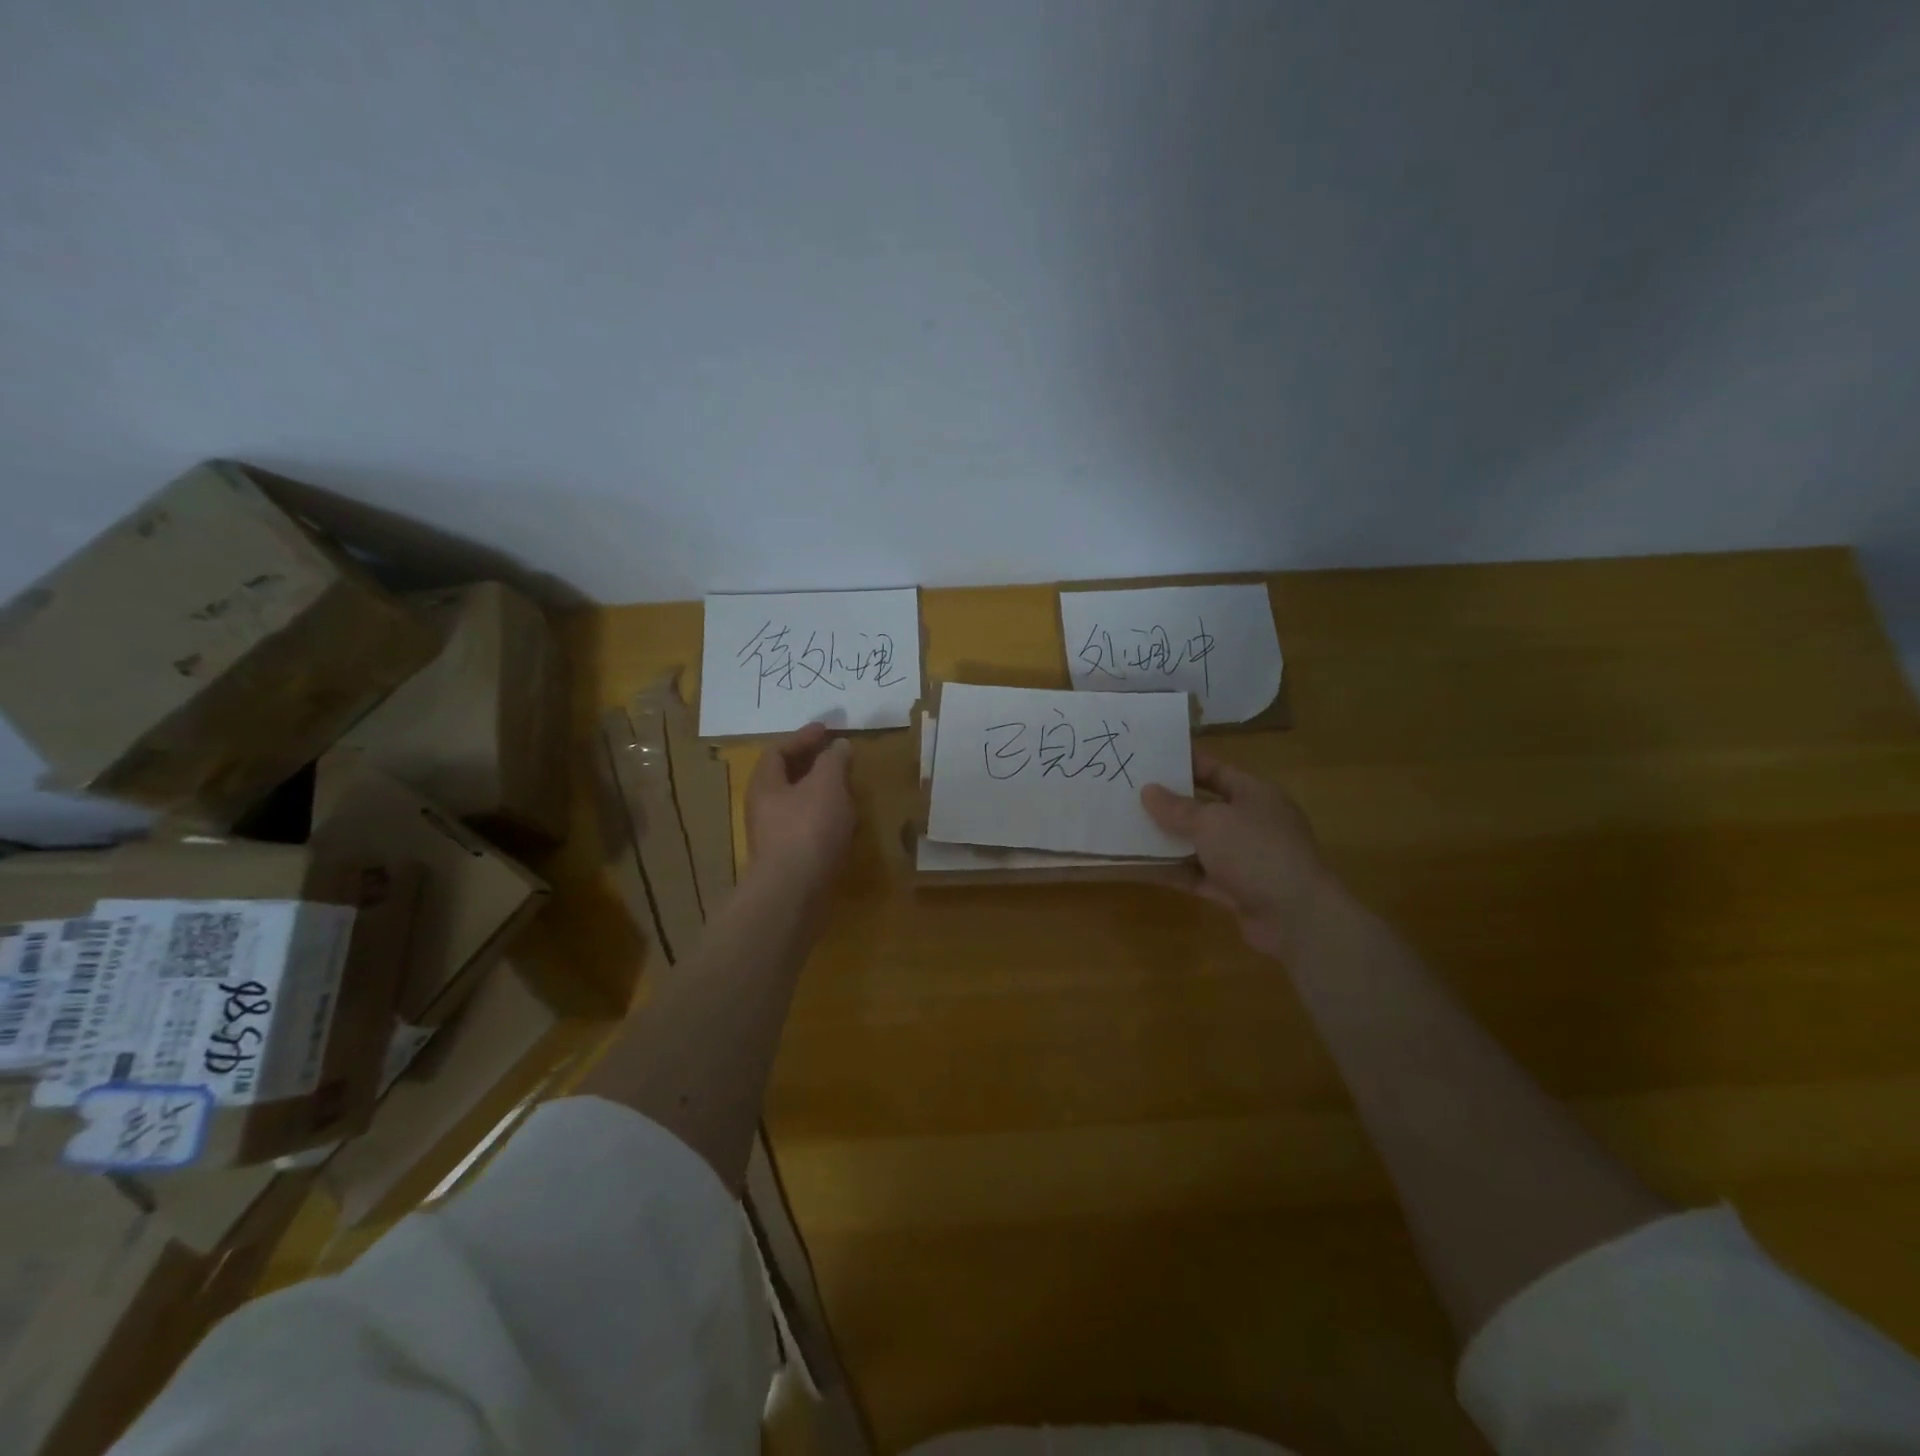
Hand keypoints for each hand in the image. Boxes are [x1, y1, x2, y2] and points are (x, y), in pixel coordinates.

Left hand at [745, 723, 855, 890]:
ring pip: (797, 804)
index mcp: (765, 784)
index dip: (802, 737)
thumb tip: (839, 746)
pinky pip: (805, 827)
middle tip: (836, 756)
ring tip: (845, 788)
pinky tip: (843, 823)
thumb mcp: (827, 784)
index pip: (778, 751)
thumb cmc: (807, 828)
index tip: (826, 729)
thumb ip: (834, 760)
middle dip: (811, 764)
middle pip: (785, 778)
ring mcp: (773, 836)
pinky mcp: (788, 859)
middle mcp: (763, 808)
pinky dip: (824, 817)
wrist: (793, 892)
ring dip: (819, 792)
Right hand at [1141, 752, 1332, 960]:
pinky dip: (1173, 871)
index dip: (1184, 763)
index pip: (1215, 770)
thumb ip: (1176, 808)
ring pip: (1199, 843)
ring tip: (1128, 829)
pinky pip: (1197, 875)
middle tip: (1130, 795)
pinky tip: (1141, 867)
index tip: (1149, 760)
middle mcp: (1251, 822)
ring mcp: (1244, 858)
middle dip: (1170, 804)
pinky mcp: (1235, 889)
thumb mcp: (1211, 822)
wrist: (1296, 917)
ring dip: (1168, 840)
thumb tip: (1148, 791)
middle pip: (1205, 807)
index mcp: (1254, 794)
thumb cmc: (1256, 852)